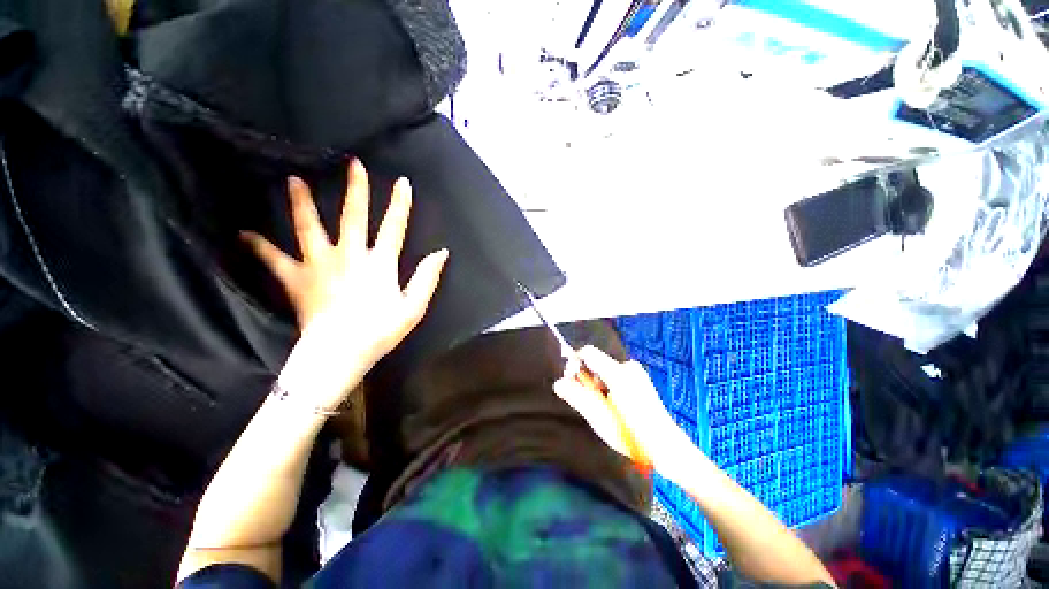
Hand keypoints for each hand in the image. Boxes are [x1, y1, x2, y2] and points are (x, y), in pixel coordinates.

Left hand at [243, 160, 447, 405]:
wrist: (339, 353)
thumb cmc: (381, 331)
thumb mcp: (414, 307)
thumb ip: (427, 278)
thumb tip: (441, 253)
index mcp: (380, 264)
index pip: (394, 228)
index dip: (400, 204)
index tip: (402, 182)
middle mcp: (350, 256)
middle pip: (353, 217)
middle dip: (356, 190)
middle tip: (353, 163)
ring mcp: (320, 265)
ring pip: (309, 228)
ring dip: (302, 204)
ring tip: (293, 180)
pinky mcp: (297, 280)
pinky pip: (274, 260)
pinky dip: (259, 247)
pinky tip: (244, 234)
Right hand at [553, 347, 691, 470]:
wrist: (667, 448)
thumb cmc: (631, 434)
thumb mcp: (599, 417)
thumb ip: (577, 397)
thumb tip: (558, 383)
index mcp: (618, 373)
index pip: (587, 352)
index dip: (574, 363)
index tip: (570, 381)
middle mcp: (628, 367)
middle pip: (596, 363)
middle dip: (587, 380)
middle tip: (591, 403)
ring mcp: (636, 373)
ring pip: (605, 371)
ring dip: (598, 386)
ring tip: (606, 409)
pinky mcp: (641, 380)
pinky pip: (615, 377)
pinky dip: (608, 388)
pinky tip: (616, 407)